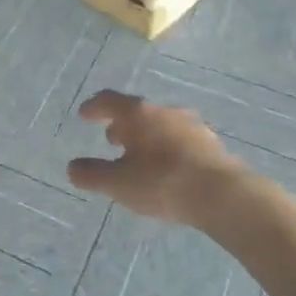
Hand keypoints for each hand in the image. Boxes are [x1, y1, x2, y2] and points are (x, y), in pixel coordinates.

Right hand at [68, 91, 247, 224]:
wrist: (223, 195)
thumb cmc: (162, 182)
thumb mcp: (118, 183)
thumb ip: (92, 174)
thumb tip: (72, 168)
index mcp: (138, 113)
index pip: (110, 100)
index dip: (94, 107)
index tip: (84, 115)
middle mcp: (165, 111)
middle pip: (138, 111)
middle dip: (122, 124)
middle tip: (112, 139)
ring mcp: (192, 126)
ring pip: (161, 125)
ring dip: (147, 136)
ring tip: (140, 155)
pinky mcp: (212, 145)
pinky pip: (181, 140)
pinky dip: (168, 148)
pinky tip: (169, 168)